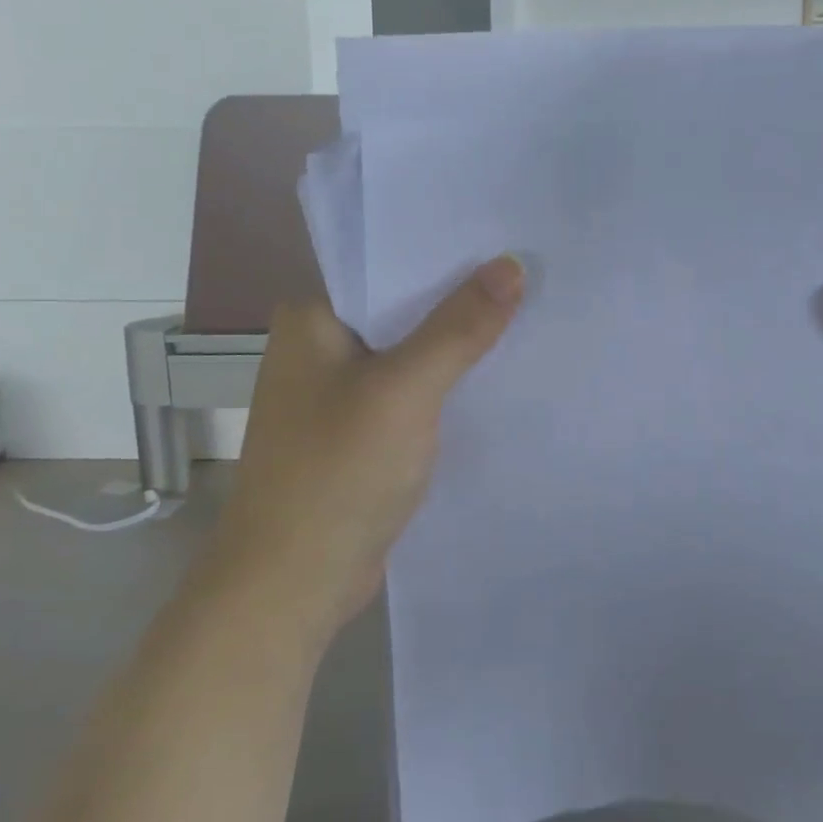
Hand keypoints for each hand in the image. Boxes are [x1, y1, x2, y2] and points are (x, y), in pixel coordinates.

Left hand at [220, 255, 525, 639]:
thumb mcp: (406, 390)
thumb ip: (459, 327)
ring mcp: (337, 393)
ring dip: (456, 343)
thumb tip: (512, 264)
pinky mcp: (358, 432)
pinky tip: (494, 375)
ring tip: (525, 313)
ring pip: (409, 351)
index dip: (446, 252)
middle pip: (402, 308)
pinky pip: (410, 392)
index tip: (506, 237)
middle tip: (530, 272)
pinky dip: (445, 384)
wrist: (292, 584)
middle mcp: (319, 346)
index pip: (386, 264)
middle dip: (460, 297)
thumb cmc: (338, 472)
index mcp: (312, 318)